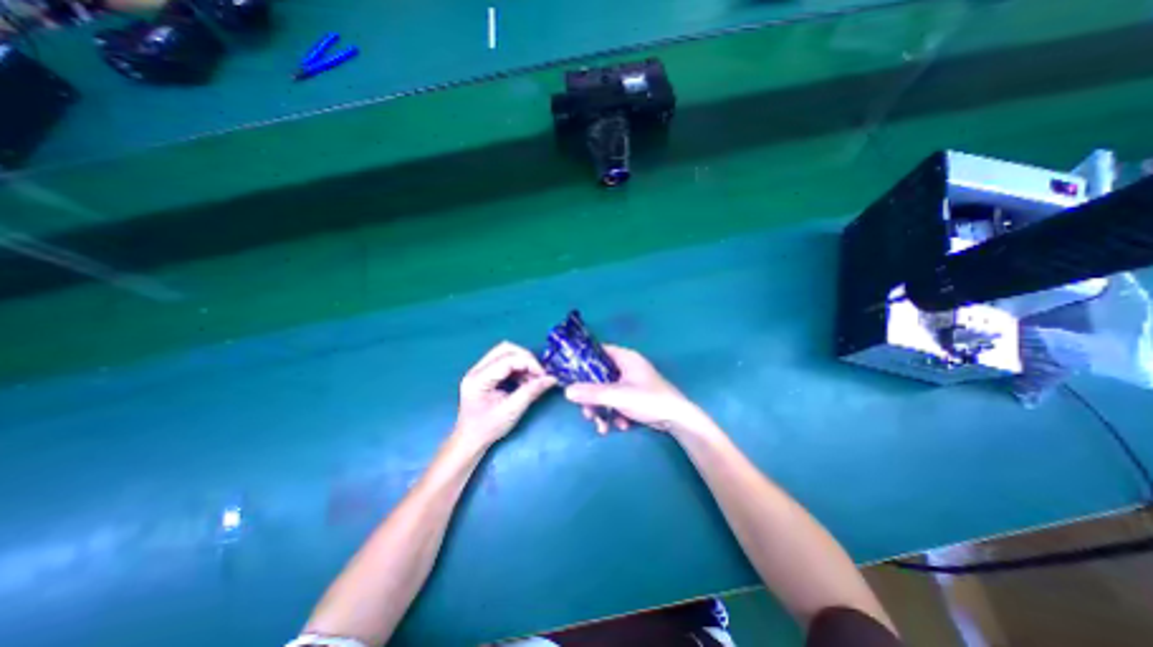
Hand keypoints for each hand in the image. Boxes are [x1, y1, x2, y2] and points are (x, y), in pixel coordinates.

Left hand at [452, 342, 556, 446]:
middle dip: (526, 358)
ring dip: (523, 362)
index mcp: (479, 379)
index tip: (543, 375)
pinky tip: (525, 380)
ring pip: (505, 352)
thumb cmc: (488, 428)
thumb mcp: (512, 411)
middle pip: (505, 349)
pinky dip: (518, 367)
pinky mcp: (485, 373)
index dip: (529, 363)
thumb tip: (551, 379)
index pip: (507, 359)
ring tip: (533, 379)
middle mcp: (477, 369)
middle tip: (538, 373)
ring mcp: (479, 370)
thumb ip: (531, 392)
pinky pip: (505, 361)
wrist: (470, 440)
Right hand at [562, 345, 713, 436]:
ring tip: (602, 426)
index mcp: (625, 357)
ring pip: (606, 391)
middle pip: (599, 376)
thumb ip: (592, 393)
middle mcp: (626, 366)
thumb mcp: (618, 396)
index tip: (570, 374)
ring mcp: (631, 382)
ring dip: (602, 409)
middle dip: (592, 396)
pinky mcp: (634, 396)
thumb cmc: (650, 400)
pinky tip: (619, 426)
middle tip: (587, 412)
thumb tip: (566, 391)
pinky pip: (616, 401)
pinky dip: (614, 413)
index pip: (598, 351)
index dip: (583, 361)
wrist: (678, 420)